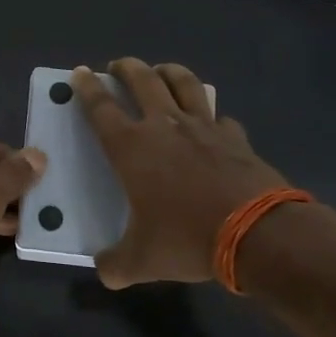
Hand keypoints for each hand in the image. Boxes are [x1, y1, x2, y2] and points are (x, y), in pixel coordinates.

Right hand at [71, 59, 300, 288]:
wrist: (256, 233)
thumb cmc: (187, 240)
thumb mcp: (142, 261)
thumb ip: (115, 265)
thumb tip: (104, 270)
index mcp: (132, 148)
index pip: (101, 108)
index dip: (86, 88)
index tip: (79, 73)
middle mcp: (165, 126)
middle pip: (142, 80)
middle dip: (125, 67)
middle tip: (117, 65)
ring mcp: (204, 127)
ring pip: (183, 83)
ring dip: (168, 71)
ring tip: (161, 70)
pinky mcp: (235, 137)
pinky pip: (220, 116)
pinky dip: (211, 115)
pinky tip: (211, 122)